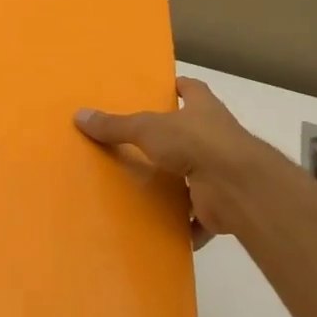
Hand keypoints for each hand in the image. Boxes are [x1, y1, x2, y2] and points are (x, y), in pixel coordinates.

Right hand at [75, 78, 284, 245]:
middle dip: (172, 139)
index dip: (178, 88)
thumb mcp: (147, 128)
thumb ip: (116, 126)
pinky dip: (185, 224)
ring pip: (195, 175)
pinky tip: (162, 228)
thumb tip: (79, 115)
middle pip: (192, 133)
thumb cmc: (196, 143)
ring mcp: (220, 171)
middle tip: (138, 144)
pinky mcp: (219, 204)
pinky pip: (199, 216)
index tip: (161, 90)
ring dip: (177, 183)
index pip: (192, 89)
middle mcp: (216, 136)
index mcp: (203, 109)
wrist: (237, 186)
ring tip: (143, 188)